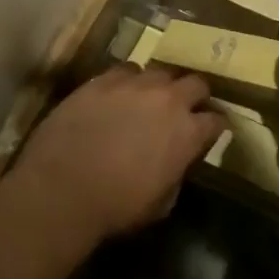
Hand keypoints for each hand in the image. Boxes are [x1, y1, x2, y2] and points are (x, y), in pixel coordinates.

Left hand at [5, 65, 226, 259]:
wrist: (61, 191)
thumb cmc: (116, 207)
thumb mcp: (162, 203)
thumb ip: (177, 173)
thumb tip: (176, 162)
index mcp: (189, 132)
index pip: (217, 120)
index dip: (214, 127)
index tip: (208, 133)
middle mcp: (169, 99)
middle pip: (196, 83)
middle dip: (195, 96)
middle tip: (184, 110)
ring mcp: (134, 85)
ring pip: (160, 72)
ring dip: (160, 86)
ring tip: (149, 99)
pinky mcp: (102, 80)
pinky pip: (125, 71)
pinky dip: (128, 81)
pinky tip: (118, 95)